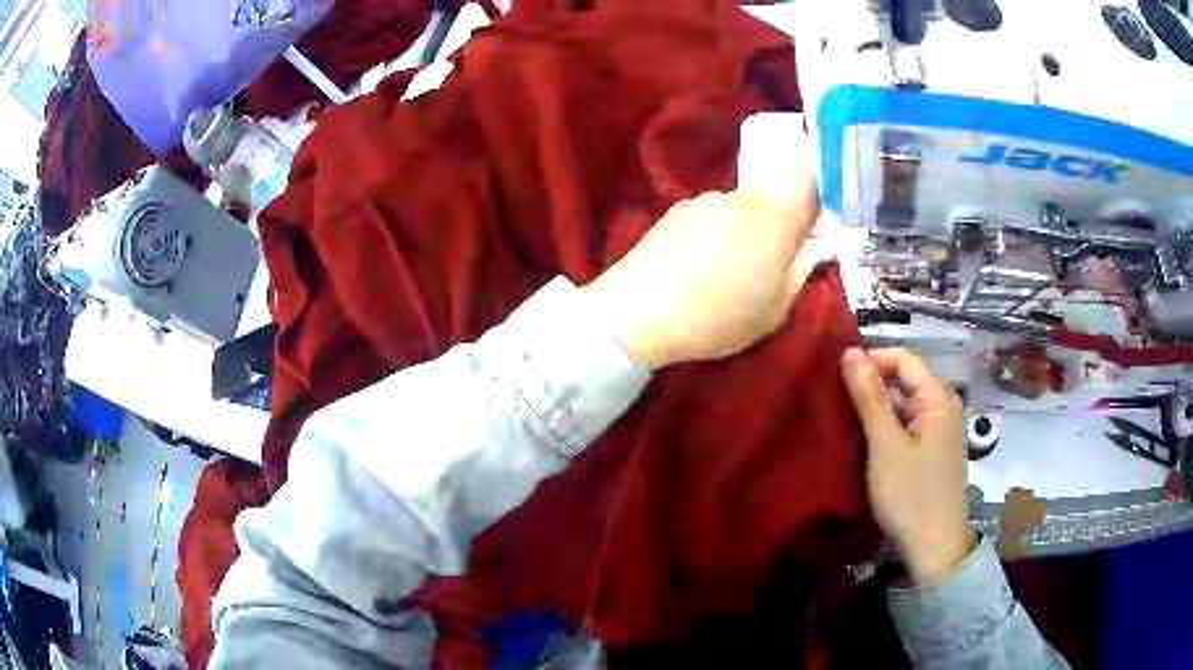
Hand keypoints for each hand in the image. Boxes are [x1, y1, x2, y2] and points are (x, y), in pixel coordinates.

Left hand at [581, 177, 819, 368]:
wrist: (637, 312)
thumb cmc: (715, 319)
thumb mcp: (773, 312)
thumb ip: (800, 273)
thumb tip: (814, 248)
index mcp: (774, 221)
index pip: (808, 181)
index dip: (818, 195)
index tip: (815, 223)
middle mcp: (743, 199)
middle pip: (774, 198)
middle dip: (779, 224)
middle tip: (769, 263)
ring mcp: (707, 200)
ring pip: (743, 207)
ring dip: (745, 229)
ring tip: (725, 270)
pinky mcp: (679, 208)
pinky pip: (714, 213)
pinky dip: (717, 231)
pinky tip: (697, 263)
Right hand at [841, 348, 974, 585]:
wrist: (934, 548)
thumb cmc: (911, 495)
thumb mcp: (885, 445)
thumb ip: (869, 397)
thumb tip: (850, 352)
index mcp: (938, 397)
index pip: (903, 359)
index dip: (871, 360)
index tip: (836, 375)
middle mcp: (944, 407)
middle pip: (905, 381)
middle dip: (871, 386)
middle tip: (835, 400)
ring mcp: (941, 431)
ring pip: (905, 405)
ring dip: (877, 409)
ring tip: (844, 421)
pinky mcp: (934, 452)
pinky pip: (908, 426)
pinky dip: (887, 429)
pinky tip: (866, 443)